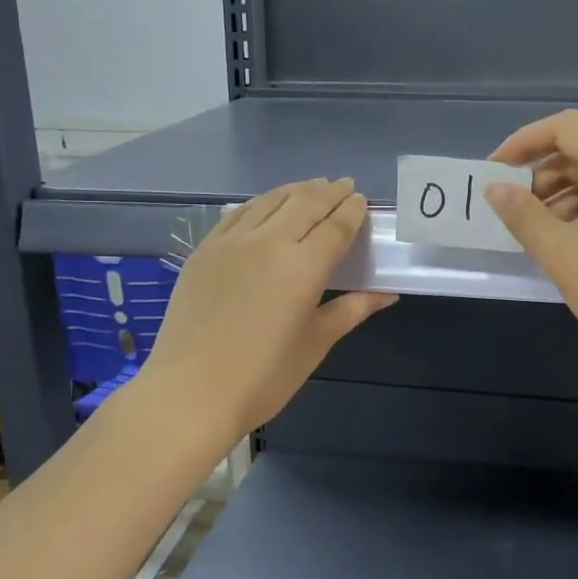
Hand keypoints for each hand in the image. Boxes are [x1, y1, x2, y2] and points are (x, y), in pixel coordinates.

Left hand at [142, 178, 396, 440]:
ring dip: (295, 190)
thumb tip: (387, 294)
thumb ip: (352, 310)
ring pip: (269, 201)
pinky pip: (237, 214)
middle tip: (343, 186)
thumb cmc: (264, 376)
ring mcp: (230, 242)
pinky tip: (265, 206)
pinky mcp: (204, 250)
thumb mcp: (316, 343)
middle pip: (304, 203)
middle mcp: (268, 242)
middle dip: (328, 191)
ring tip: (310, 188)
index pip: (335, 226)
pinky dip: (260, 203)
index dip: (352, 210)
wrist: (190, 392)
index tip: (362, 200)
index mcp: (303, 266)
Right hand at [485, 110, 577, 387]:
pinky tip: (561, 246)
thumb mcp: (564, 255)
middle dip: (539, 174)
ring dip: (558, 198)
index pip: (567, 128)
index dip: (525, 141)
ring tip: (530, 232)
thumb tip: (495, 190)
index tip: (494, 171)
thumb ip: (524, 217)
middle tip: (509, 209)